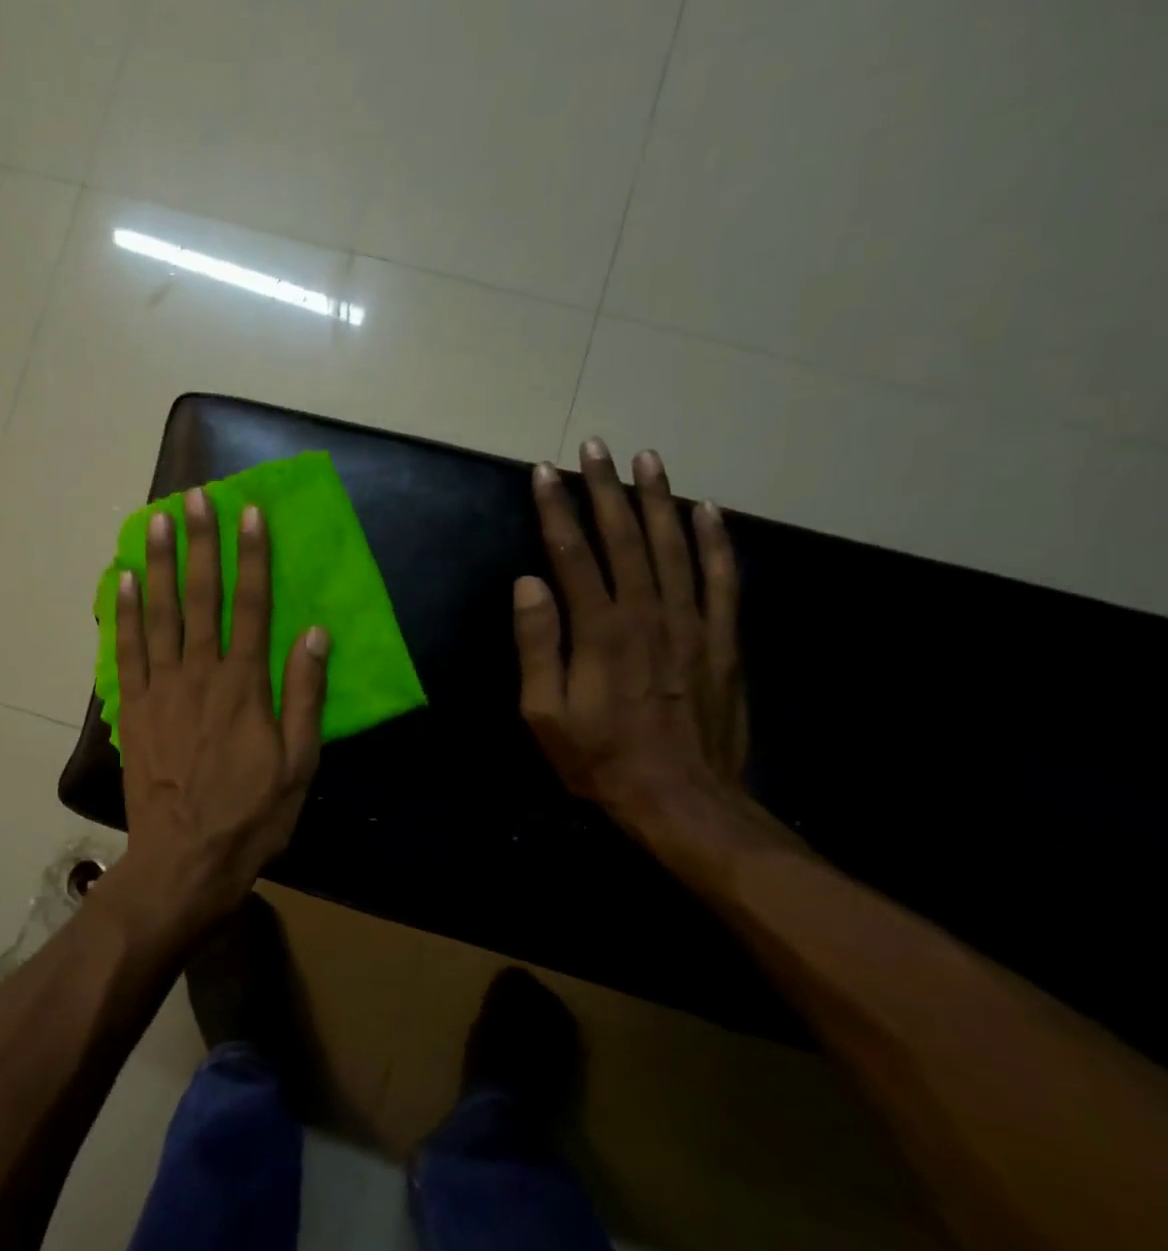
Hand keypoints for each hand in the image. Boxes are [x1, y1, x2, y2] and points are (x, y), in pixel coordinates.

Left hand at [110, 488, 329, 927]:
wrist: (185, 861)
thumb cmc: (250, 816)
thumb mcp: (298, 765)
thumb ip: (304, 696)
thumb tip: (314, 634)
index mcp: (245, 684)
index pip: (252, 604)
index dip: (252, 556)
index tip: (250, 512)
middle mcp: (200, 673)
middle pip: (201, 596)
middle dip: (201, 542)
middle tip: (195, 497)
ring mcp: (161, 687)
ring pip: (160, 613)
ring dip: (160, 563)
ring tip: (157, 520)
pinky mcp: (133, 707)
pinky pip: (126, 649)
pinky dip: (124, 612)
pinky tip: (124, 579)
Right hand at [514, 439, 746, 823]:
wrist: (684, 802)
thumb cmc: (600, 760)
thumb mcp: (544, 713)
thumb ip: (537, 645)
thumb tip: (527, 584)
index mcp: (599, 630)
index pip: (572, 554)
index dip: (556, 510)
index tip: (543, 473)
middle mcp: (647, 614)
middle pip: (625, 537)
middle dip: (605, 489)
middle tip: (595, 447)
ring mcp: (692, 624)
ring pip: (675, 546)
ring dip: (659, 499)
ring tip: (647, 460)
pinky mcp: (723, 641)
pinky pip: (723, 580)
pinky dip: (716, 542)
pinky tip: (708, 511)